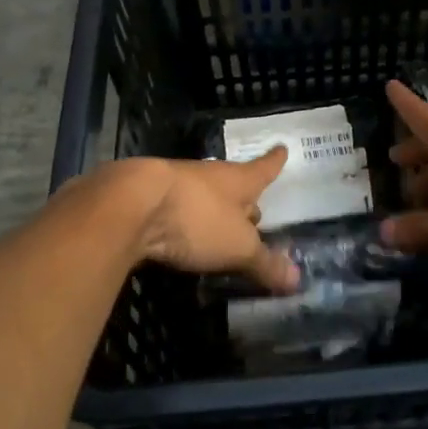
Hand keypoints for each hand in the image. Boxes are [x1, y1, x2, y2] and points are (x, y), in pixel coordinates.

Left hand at [104, 150, 300, 292]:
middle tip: (254, 212)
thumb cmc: (196, 218)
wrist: (130, 204)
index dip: (274, 162)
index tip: (282, 149)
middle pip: (233, 185)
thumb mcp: (237, 247)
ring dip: (212, 210)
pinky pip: (174, 209)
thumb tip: (297, 279)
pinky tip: (179, 234)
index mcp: (238, 181)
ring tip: (218, 227)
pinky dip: (182, 221)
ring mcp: (175, 184)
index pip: (264, 169)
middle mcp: (209, 177)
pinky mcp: (146, 199)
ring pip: (202, 196)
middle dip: (244, 198)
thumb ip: (264, 263)